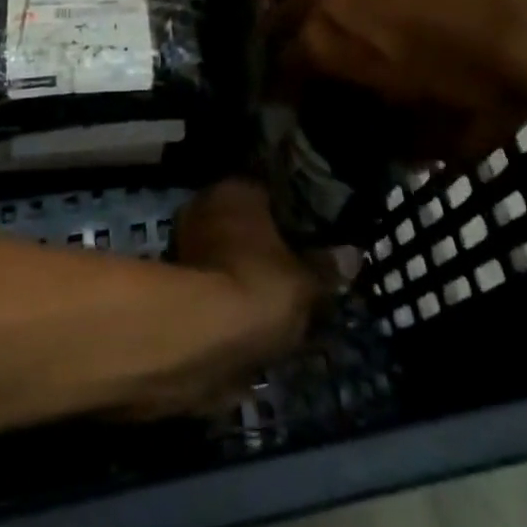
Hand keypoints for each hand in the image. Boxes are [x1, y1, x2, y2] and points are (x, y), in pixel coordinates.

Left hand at [111, 180, 314, 419]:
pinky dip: (228, 301)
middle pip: (245, 224)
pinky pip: (214, 286)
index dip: (292, 216)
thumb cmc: (259, 287)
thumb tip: (352, 256)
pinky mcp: (174, 285)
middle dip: (266, 246)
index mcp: (236, 188)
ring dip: (245, 274)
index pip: (270, 191)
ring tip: (278, 304)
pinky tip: (251, 323)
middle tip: (297, 273)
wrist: (200, 338)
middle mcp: (206, 205)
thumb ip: (329, 268)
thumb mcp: (308, 281)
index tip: (312, 239)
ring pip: (227, 256)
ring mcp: (185, 243)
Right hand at [256, 0, 526, 158]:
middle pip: (284, 12)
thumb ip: (425, 143)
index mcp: (331, 52)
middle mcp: (327, 0)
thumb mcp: (456, 132)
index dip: (282, 81)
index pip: (288, 67)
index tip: (282, 89)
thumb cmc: (488, 80)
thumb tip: (414, 158)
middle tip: (267, 34)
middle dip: (271, 26)